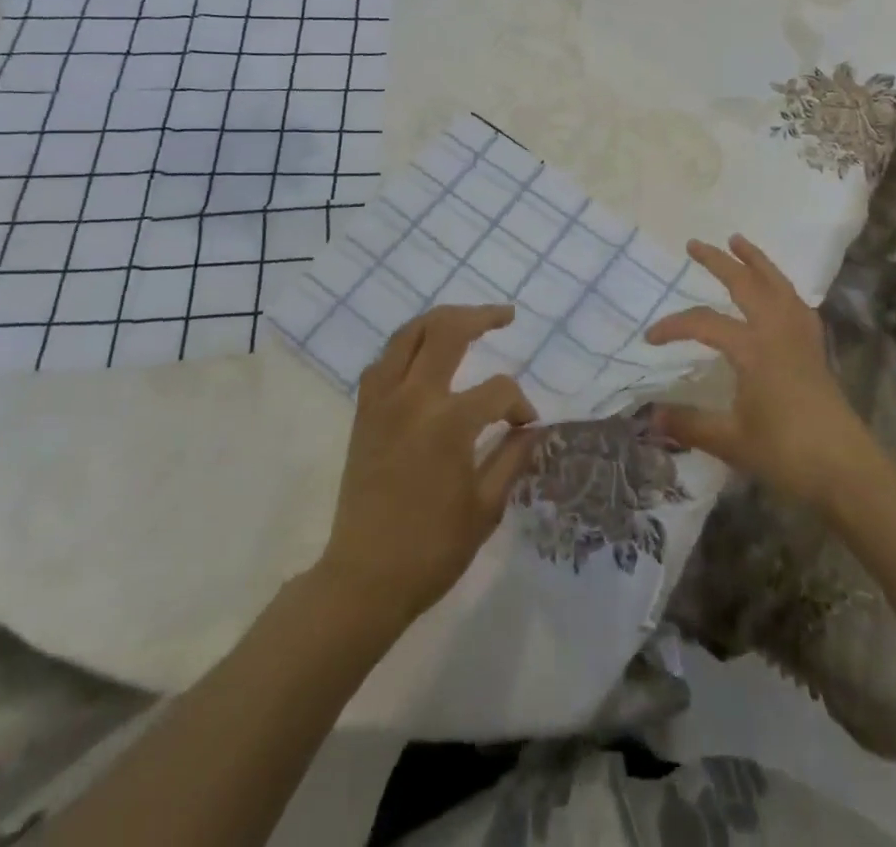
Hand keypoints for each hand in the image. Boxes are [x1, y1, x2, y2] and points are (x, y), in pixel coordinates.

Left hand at [316, 305, 539, 624]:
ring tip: (465, 321)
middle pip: (447, 330)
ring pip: (408, 334)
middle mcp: (413, 398)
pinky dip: (406, 347)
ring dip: (440, 320)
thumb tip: (531, 428)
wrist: (364, 579)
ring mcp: (383, 401)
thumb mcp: (486, 507)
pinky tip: (422, 356)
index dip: (520, 405)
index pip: (498, 391)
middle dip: (481, 317)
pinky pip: (384, 361)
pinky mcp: (364, 413)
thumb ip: (513, 457)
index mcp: (449, 423)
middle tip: (505, 316)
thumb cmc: (432, 549)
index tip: (527, 425)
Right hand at [646, 235, 879, 509]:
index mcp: (753, 348)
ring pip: (777, 284)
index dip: (673, 326)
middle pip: (745, 284)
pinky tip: (778, 290)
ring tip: (738, 241)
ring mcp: (800, 337)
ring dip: (756, 260)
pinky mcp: (815, 349)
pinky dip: (782, 287)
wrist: (846, 470)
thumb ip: (689, 424)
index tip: (651, 338)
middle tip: (694, 244)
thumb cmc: (786, 453)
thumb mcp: (730, 441)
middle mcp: (777, 331)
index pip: (704, 323)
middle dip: (718, 262)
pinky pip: (797, 303)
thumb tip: (649, 416)